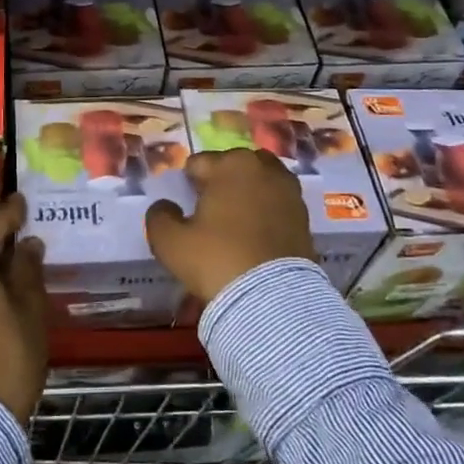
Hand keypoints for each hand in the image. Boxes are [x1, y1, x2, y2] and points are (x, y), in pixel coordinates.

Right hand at [145, 148, 315, 304]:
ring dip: (247, 193)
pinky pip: (277, 203)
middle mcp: (263, 168)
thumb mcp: (169, 241)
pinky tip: (256, 235)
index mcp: (230, 165)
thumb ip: (159, 215)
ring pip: (259, 182)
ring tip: (236, 221)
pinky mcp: (304, 216)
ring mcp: (289, 191)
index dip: (188, 184)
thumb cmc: (216, 259)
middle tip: (210, 211)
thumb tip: (165, 206)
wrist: (272, 299)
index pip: (198, 163)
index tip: (186, 206)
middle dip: (221, 181)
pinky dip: (266, 211)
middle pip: (233, 166)